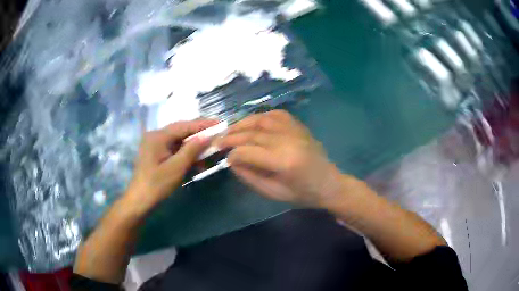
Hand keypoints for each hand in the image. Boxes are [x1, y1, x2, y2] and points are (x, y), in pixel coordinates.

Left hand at [125, 119, 217, 212]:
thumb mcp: (176, 167)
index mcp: (158, 136)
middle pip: (181, 130)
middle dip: (199, 132)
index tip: (219, 123)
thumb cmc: (157, 184)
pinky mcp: (156, 153)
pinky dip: (185, 152)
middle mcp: (155, 136)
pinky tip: (196, 158)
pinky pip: (173, 148)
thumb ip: (192, 150)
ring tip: (209, 145)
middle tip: (216, 131)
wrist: (140, 200)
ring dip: (193, 144)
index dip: (202, 125)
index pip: (184, 126)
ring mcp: (155, 144)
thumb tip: (207, 136)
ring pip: (178, 139)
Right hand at [217, 110, 343, 207]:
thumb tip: (231, 161)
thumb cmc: (301, 194)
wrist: (329, 183)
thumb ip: (249, 176)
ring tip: (228, 130)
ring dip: (241, 123)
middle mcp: (288, 140)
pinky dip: (259, 116)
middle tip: (217, 141)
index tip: (224, 158)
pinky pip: (275, 114)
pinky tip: (250, 122)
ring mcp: (294, 130)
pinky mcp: (298, 125)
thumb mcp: (272, 193)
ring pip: (261, 120)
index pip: (248, 151)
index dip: (233, 154)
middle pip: (252, 134)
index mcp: (284, 162)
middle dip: (231, 136)